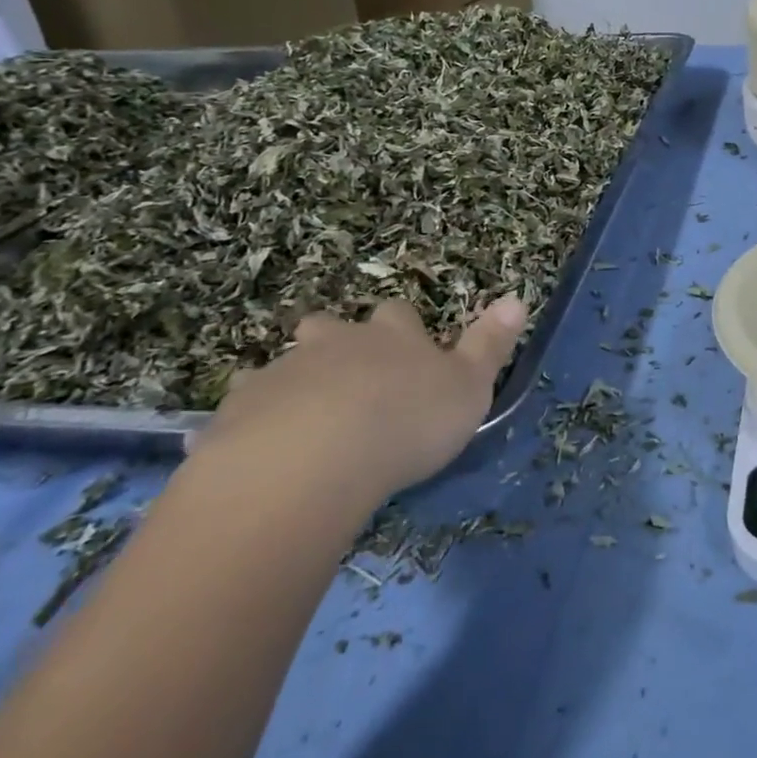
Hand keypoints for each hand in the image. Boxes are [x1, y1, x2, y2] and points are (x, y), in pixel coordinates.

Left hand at [190, 295, 526, 506]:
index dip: (402, 327)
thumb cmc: (407, 421)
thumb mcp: (470, 386)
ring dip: (291, 385)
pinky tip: (254, 456)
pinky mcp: (237, 413)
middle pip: (330, 328)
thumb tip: (518, 297)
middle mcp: (335, 343)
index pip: (398, 314)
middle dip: (335, 342)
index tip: (407, 346)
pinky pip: (241, 412)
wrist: (314, 460)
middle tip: (345, 377)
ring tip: (299, 422)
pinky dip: (250, 425)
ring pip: (283, 367)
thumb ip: (491, 344)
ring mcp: (282, 373)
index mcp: (391, 336)